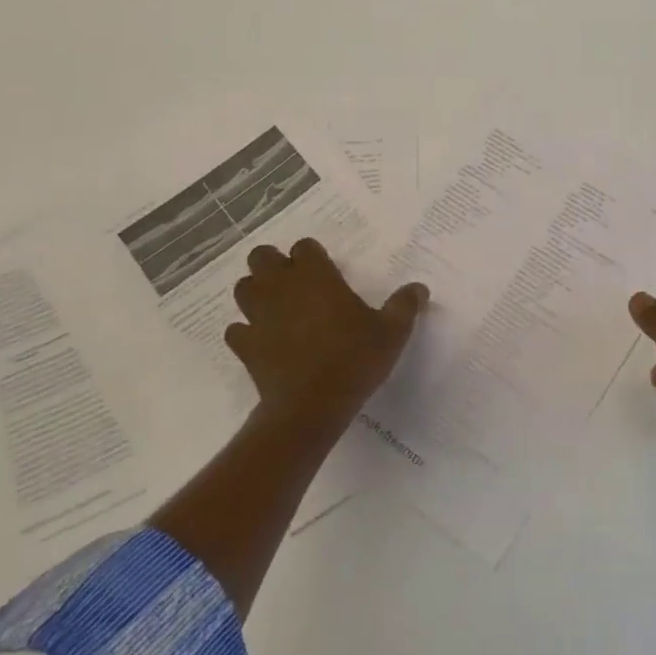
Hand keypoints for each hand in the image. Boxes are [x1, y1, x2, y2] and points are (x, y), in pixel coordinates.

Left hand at [226, 238, 427, 431]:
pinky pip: (236, 330)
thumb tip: (419, 288)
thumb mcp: (392, 332)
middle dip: (274, 264)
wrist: (310, 407)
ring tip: (275, 306)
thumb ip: (405, 305)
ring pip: (243, 288)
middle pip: (261, 257)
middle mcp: (282, 288)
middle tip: (295, 282)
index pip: (304, 247)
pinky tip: (262, 340)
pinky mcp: (245, 346)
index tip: (325, 270)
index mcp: (316, 277)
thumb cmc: (354, 359)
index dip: (312, 255)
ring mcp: (258, 316)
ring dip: (256, 292)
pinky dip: (246, 331)